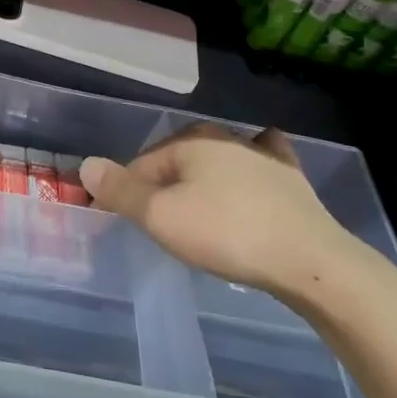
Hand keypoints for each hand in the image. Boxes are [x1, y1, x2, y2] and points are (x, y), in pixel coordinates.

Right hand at [80, 124, 384, 312]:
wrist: (309, 260)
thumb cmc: (226, 234)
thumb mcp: (160, 216)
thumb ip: (120, 191)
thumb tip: (87, 165)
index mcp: (190, 142)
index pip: (142, 164)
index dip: (127, 192)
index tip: (125, 222)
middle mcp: (224, 137)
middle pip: (177, 160)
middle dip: (162, 183)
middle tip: (159, 222)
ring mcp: (262, 155)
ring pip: (217, 160)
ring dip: (201, 179)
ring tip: (195, 209)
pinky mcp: (290, 177)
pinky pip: (259, 165)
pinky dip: (247, 169)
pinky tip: (252, 172)